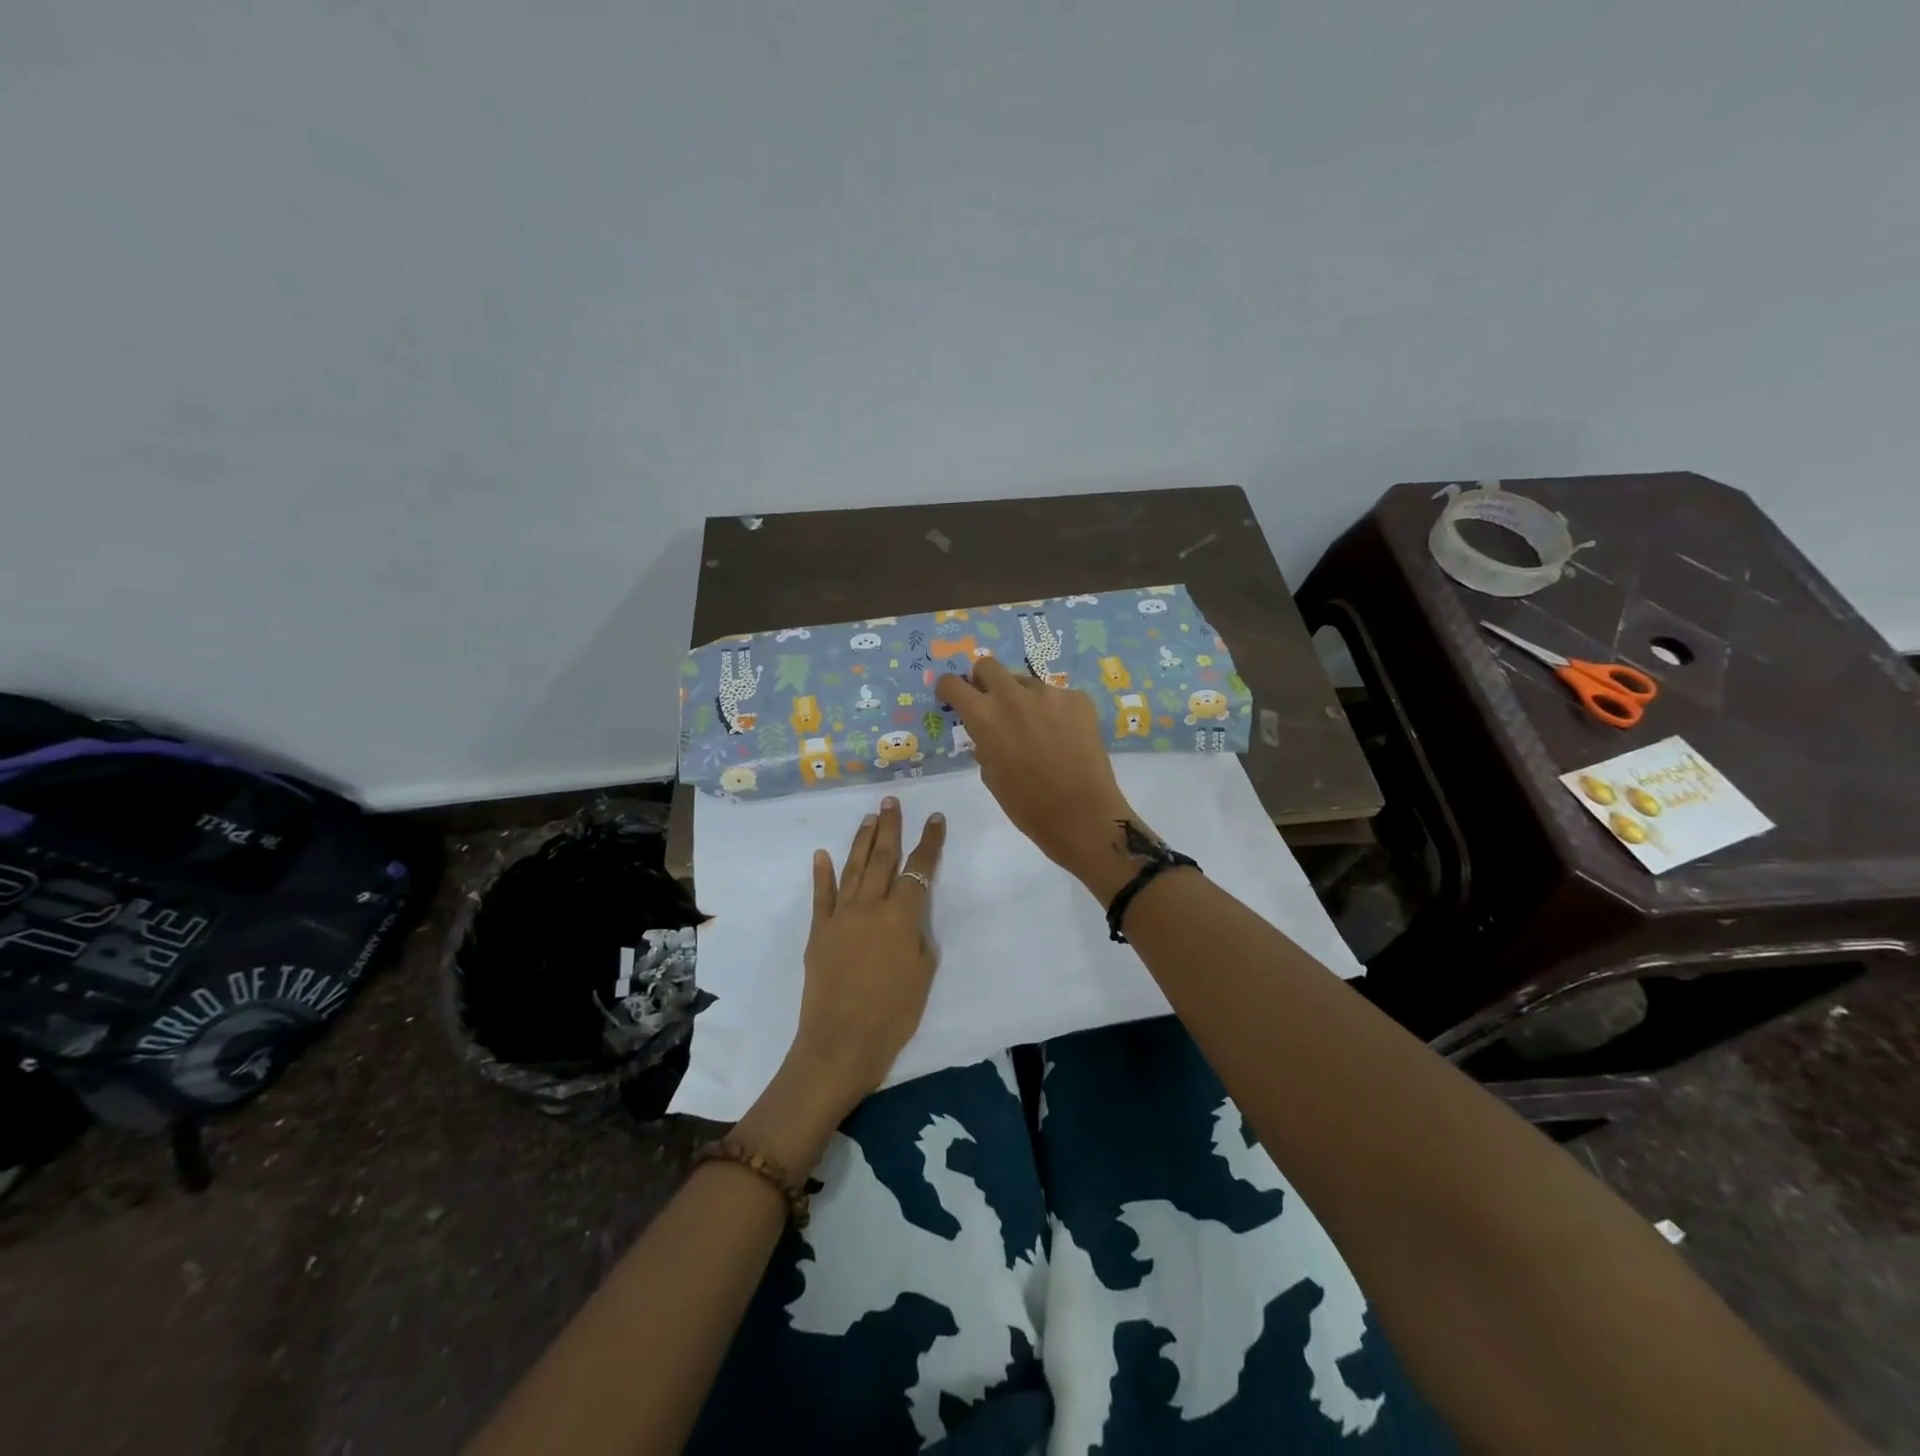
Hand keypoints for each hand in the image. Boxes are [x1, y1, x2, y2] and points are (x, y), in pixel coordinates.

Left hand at [786, 796, 946, 1117]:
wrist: (840, 1042)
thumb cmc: (893, 1014)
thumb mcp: (923, 974)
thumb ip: (918, 937)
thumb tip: (908, 919)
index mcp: (902, 916)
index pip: (920, 869)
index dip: (930, 842)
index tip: (934, 818)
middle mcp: (870, 906)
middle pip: (883, 858)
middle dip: (890, 827)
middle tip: (891, 801)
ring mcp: (840, 916)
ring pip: (853, 868)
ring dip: (862, 841)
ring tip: (869, 818)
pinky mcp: (818, 931)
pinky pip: (821, 896)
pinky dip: (821, 873)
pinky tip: (821, 854)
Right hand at [935, 658, 1145, 895]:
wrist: (1081, 814)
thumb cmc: (1027, 804)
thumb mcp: (991, 774)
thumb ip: (983, 743)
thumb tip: (986, 731)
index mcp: (984, 716)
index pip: (953, 683)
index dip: (949, 689)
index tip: (953, 696)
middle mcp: (1013, 695)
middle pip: (988, 665)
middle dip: (983, 680)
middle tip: (991, 702)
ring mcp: (1049, 693)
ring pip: (1025, 682)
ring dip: (1022, 698)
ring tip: (1036, 728)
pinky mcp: (1078, 698)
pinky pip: (1057, 696)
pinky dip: (1054, 710)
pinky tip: (1064, 736)